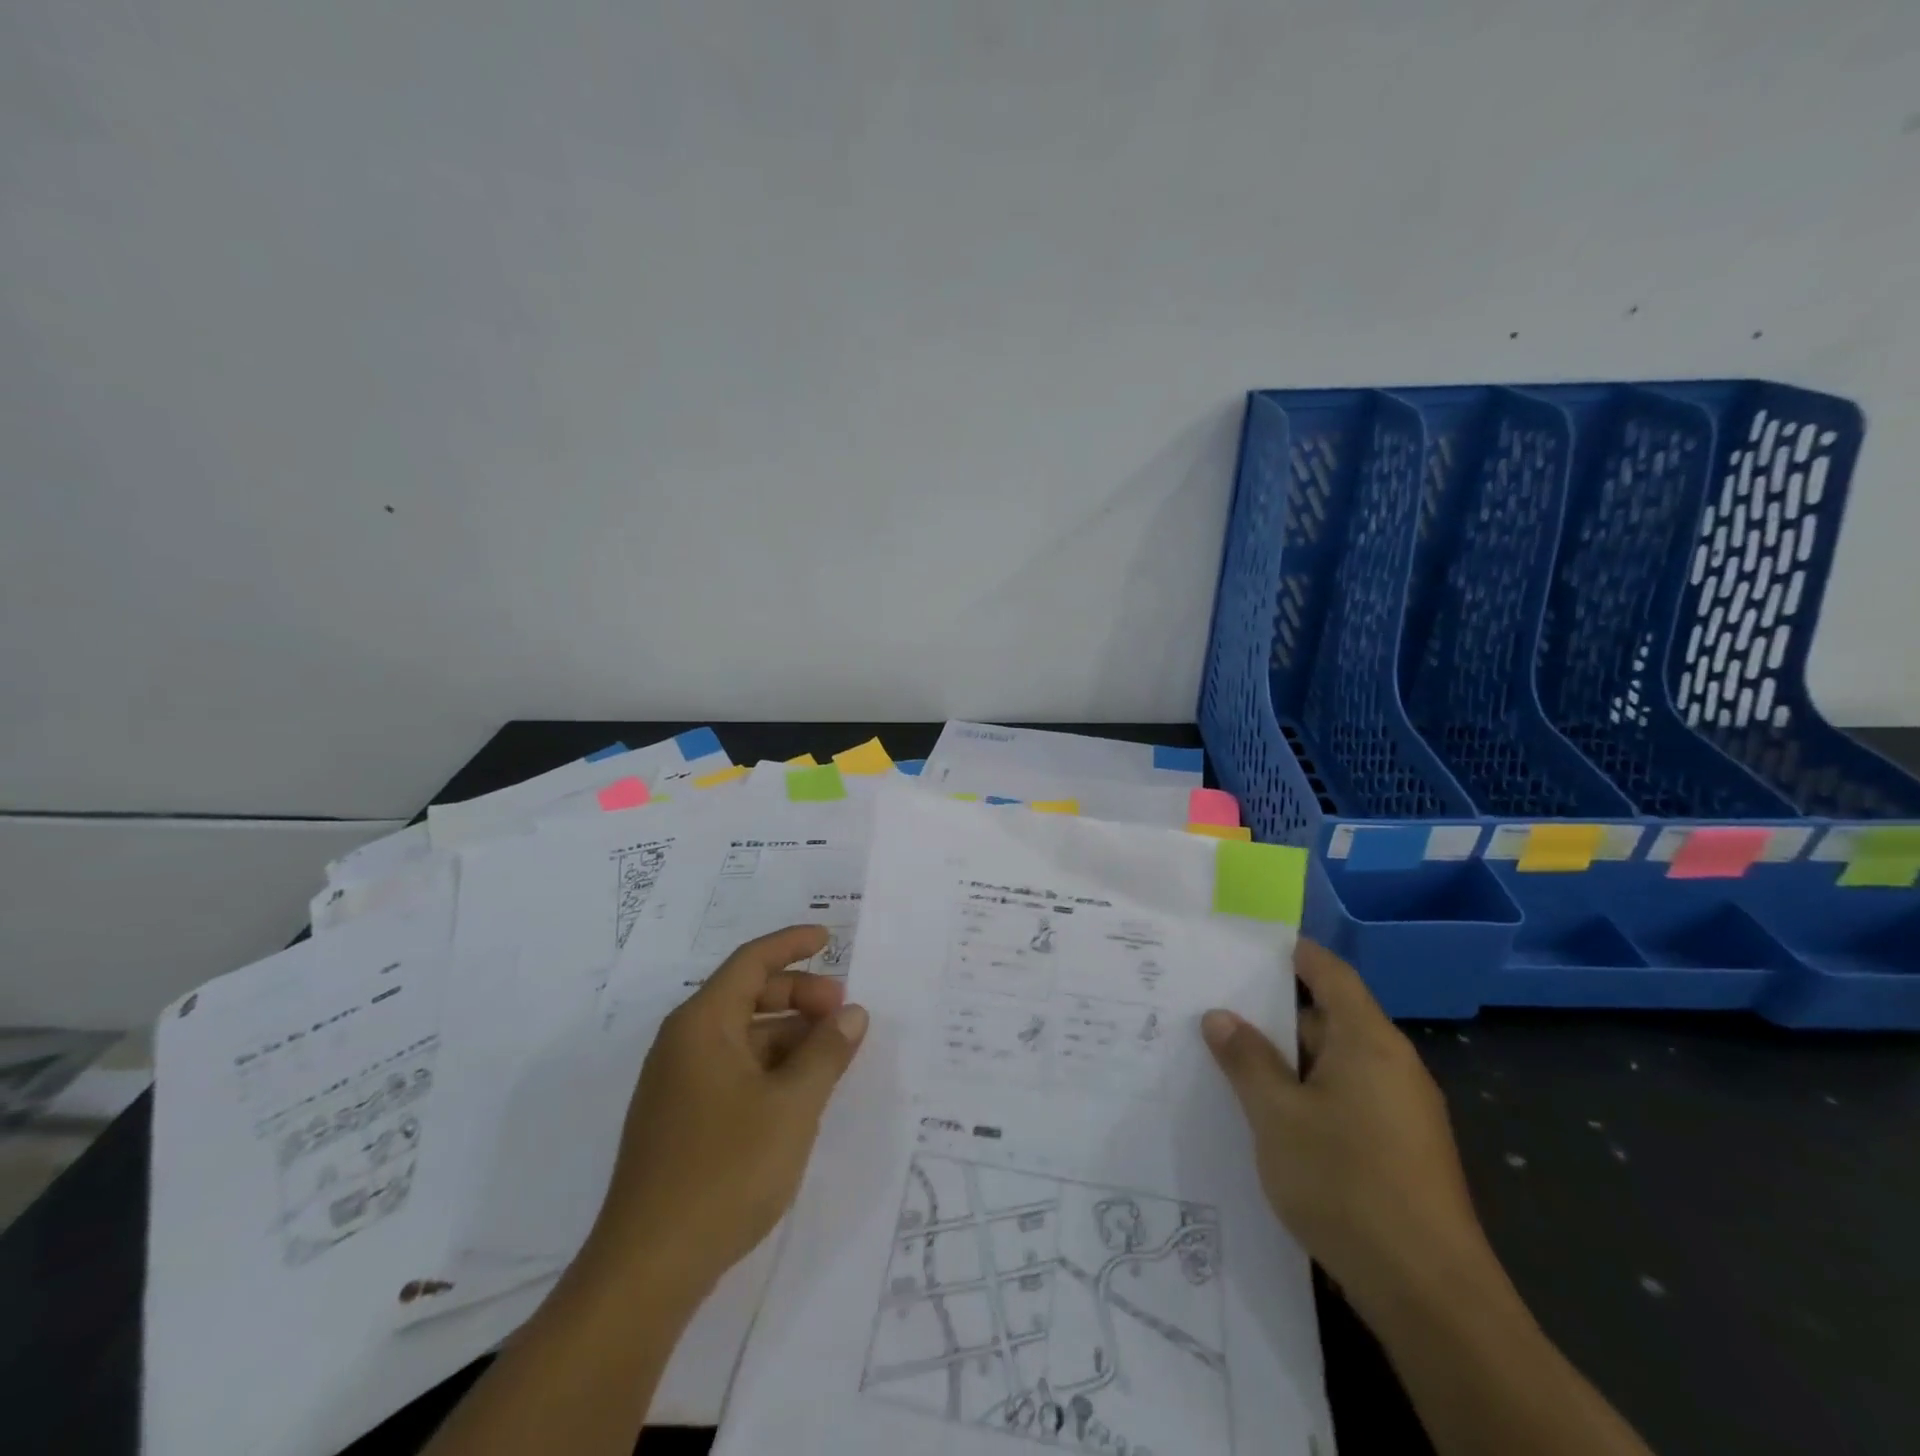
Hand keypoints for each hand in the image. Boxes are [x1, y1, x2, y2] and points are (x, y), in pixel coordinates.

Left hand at [588, 925, 867, 1295]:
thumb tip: (852, 1014)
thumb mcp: (793, 1105)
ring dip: (789, 1035)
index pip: (751, 962)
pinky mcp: (680, 1121)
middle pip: (747, 996)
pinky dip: (771, 1067)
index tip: (829, 939)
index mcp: (702, 1024)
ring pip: (742, 1037)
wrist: (647, 1270)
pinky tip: (800, 1092)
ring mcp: (677, 1084)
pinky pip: (733, 1070)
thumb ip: (827, 1052)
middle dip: (799, 995)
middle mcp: (684, 1043)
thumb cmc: (725, 1171)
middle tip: (843, 1012)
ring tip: (832, 1055)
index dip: (792, 944)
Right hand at [1202, 940, 1493, 1323]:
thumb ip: (1246, 1060)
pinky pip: (1348, 1100)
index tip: (1248, 946)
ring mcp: (1404, 1112)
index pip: (1330, 974)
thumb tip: (1220, 1016)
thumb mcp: (1277, 1115)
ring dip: (1289, 1061)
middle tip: (1219, 1011)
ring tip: (1232, 1064)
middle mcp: (1393, 1066)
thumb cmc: (1345, 1183)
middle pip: (1331, 1019)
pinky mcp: (1404, 1151)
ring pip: (1336, 1064)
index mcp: (1369, 1042)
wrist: (1430, 1296)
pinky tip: (1272, 1119)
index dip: (1293, 954)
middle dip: (1276, 1015)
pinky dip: (1310, 1095)